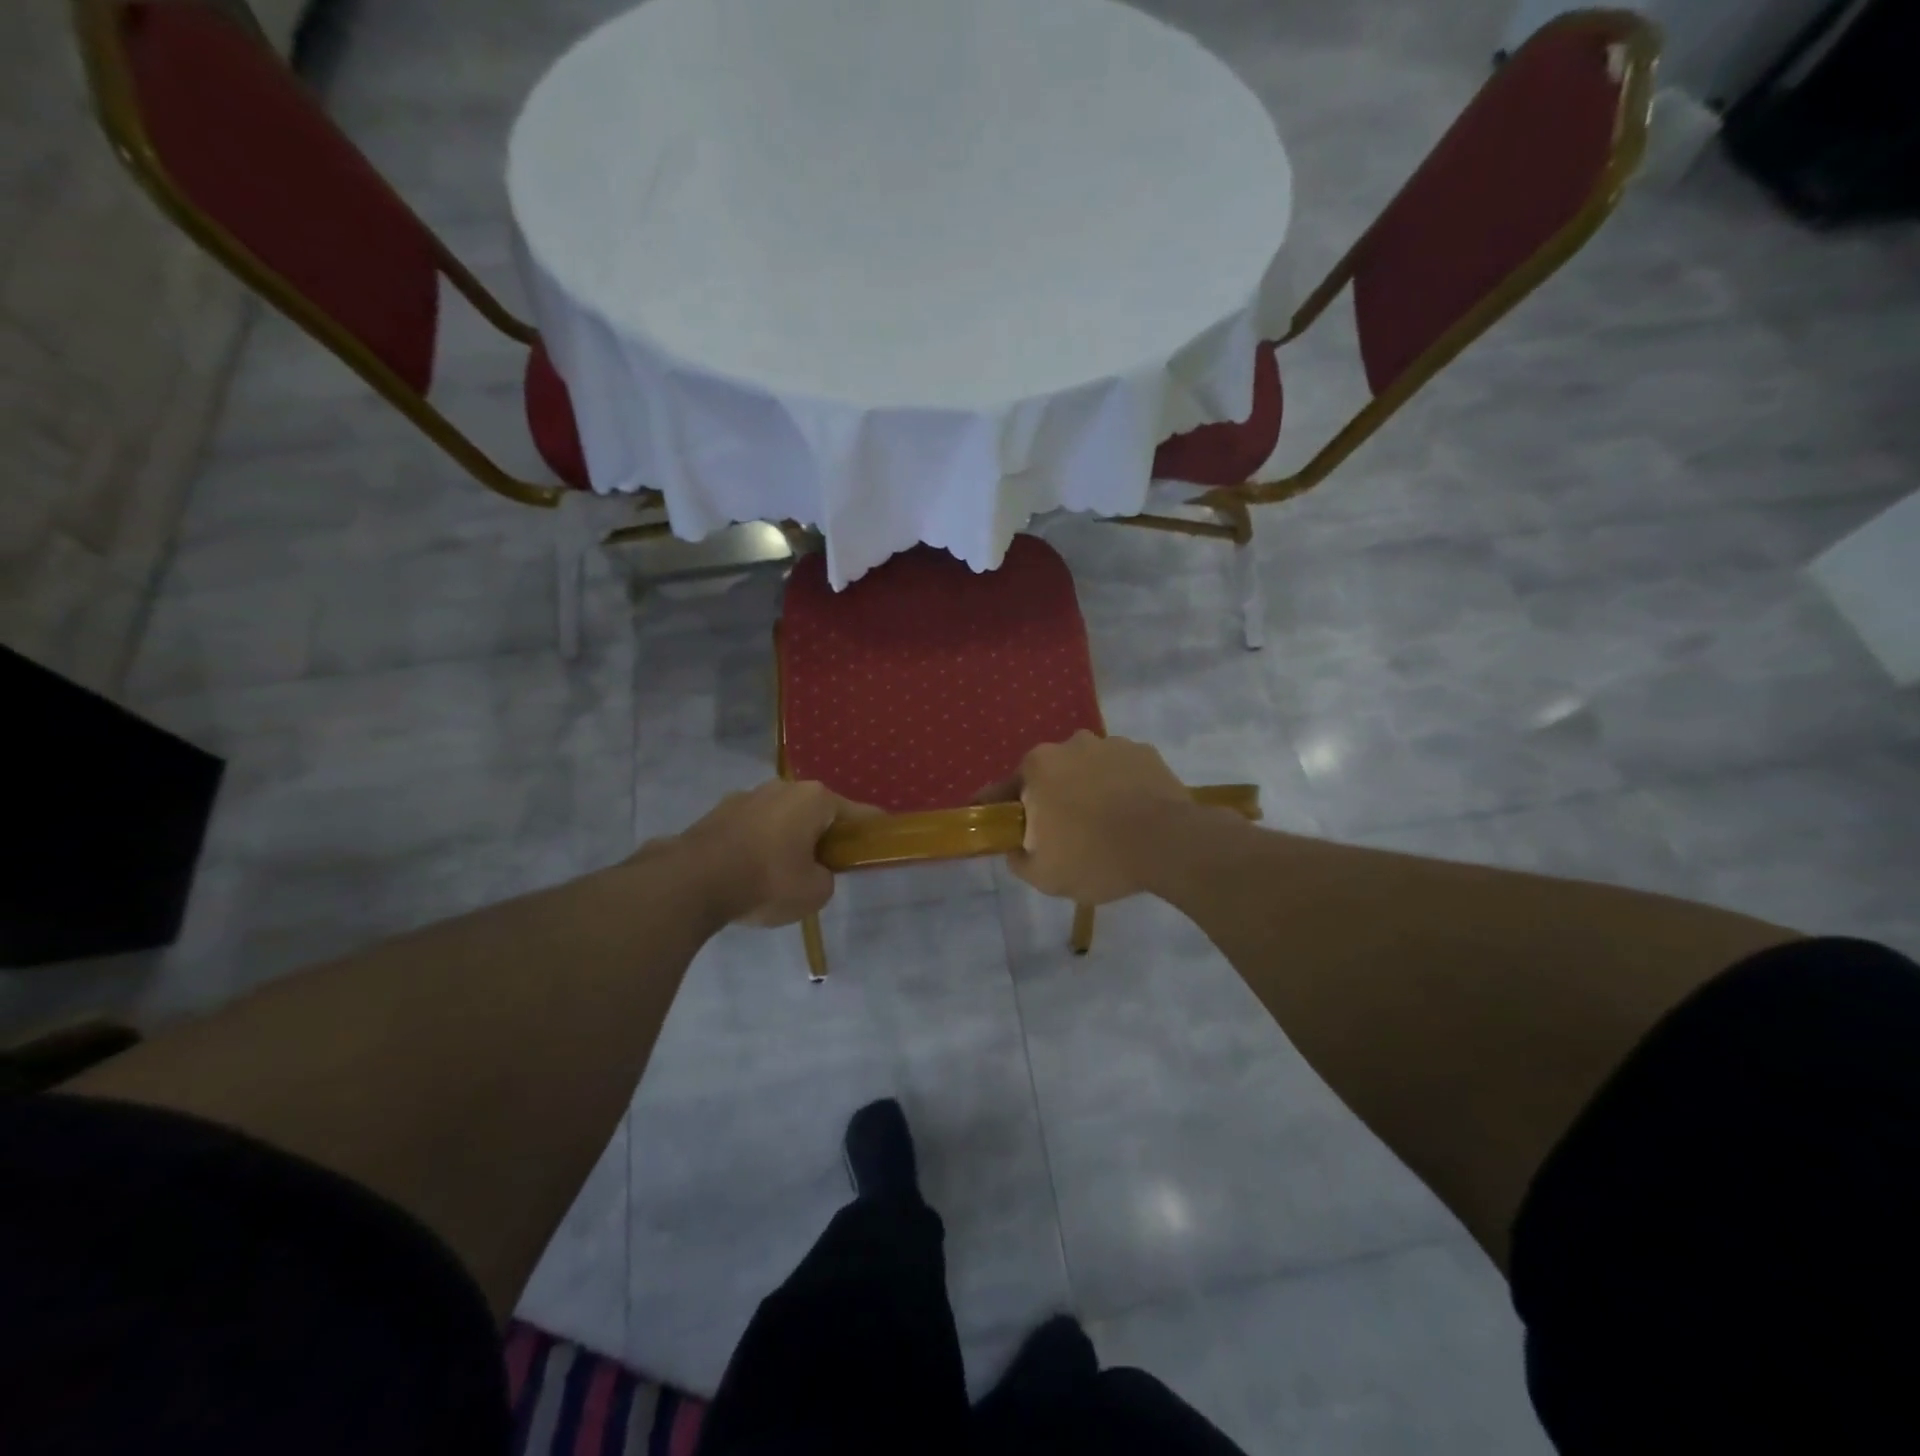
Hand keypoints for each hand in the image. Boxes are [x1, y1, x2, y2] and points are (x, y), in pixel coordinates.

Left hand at [659, 780, 870, 926]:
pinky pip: (752, 827)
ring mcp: (747, 795)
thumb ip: (825, 878)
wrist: (693, 881)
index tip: (881, 838)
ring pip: (781, 817)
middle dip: (823, 834)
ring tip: (782, 871)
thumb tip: (813, 871)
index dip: (871, 829)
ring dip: (787, 837)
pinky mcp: (718, 812)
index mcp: (815, 799)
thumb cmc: (767, 880)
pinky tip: (751, 871)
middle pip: (815, 811)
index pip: (857, 813)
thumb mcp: (815, 892)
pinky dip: (758, 843)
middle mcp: (783, 787)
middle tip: (826, 864)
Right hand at [996, 732, 1193, 904]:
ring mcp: (1111, 744)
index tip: (1001, 823)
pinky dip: (1121, 787)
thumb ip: (1018, 859)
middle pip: (1049, 775)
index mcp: (1038, 767)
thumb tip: (1016, 848)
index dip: (999, 808)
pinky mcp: (1145, 752)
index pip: (1005, 789)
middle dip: (1050, 798)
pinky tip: (1131, 814)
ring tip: (1104, 824)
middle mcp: (1070, 745)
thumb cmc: (1096, 858)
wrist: (1168, 845)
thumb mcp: (1043, 875)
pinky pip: (1121, 771)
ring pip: (1087, 769)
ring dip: (1088, 789)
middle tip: (1062, 832)